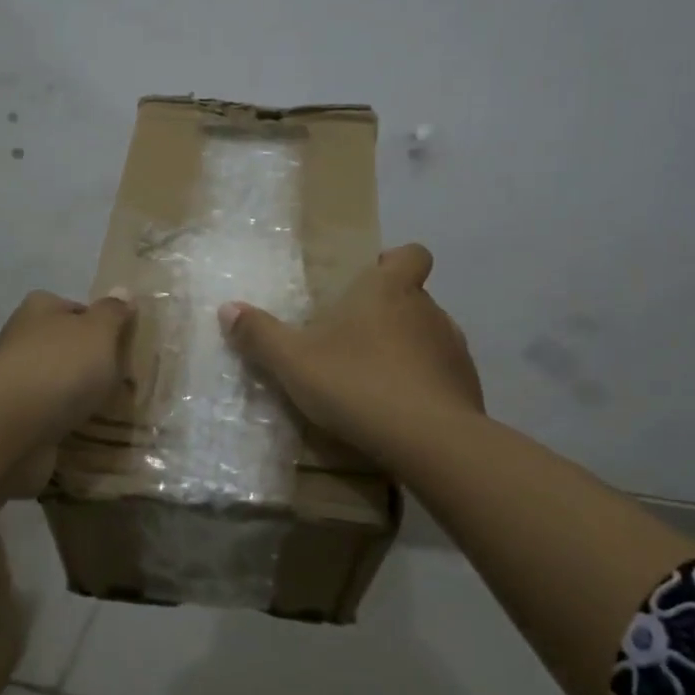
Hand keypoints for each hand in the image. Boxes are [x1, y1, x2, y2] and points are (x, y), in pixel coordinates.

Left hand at [0, 288, 134, 494]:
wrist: (11, 424)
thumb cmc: (61, 366)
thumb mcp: (99, 331)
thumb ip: (112, 312)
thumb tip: (122, 292)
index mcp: (40, 307)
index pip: (74, 308)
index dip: (99, 324)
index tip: (120, 346)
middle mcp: (21, 336)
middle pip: (64, 344)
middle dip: (88, 361)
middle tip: (119, 380)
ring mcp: (14, 377)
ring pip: (55, 379)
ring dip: (75, 392)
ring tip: (105, 408)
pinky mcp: (11, 412)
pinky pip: (47, 410)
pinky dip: (62, 417)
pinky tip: (81, 427)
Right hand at [219, 244, 481, 464]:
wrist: (428, 440)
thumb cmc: (357, 384)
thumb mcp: (294, 362)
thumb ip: (260, 335)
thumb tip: (227, 308)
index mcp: (390, 291)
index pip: (411, 254)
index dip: (395, 262)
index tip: (372, 281)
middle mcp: (428, 310)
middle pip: (413, 298)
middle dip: (387, 314)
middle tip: (352, 342)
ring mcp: (453, 348)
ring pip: (427, 337)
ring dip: (405, 350)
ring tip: (374, 381)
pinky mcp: (467, 386)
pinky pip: (441, 375)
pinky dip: (423, 385)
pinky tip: (400, 412)